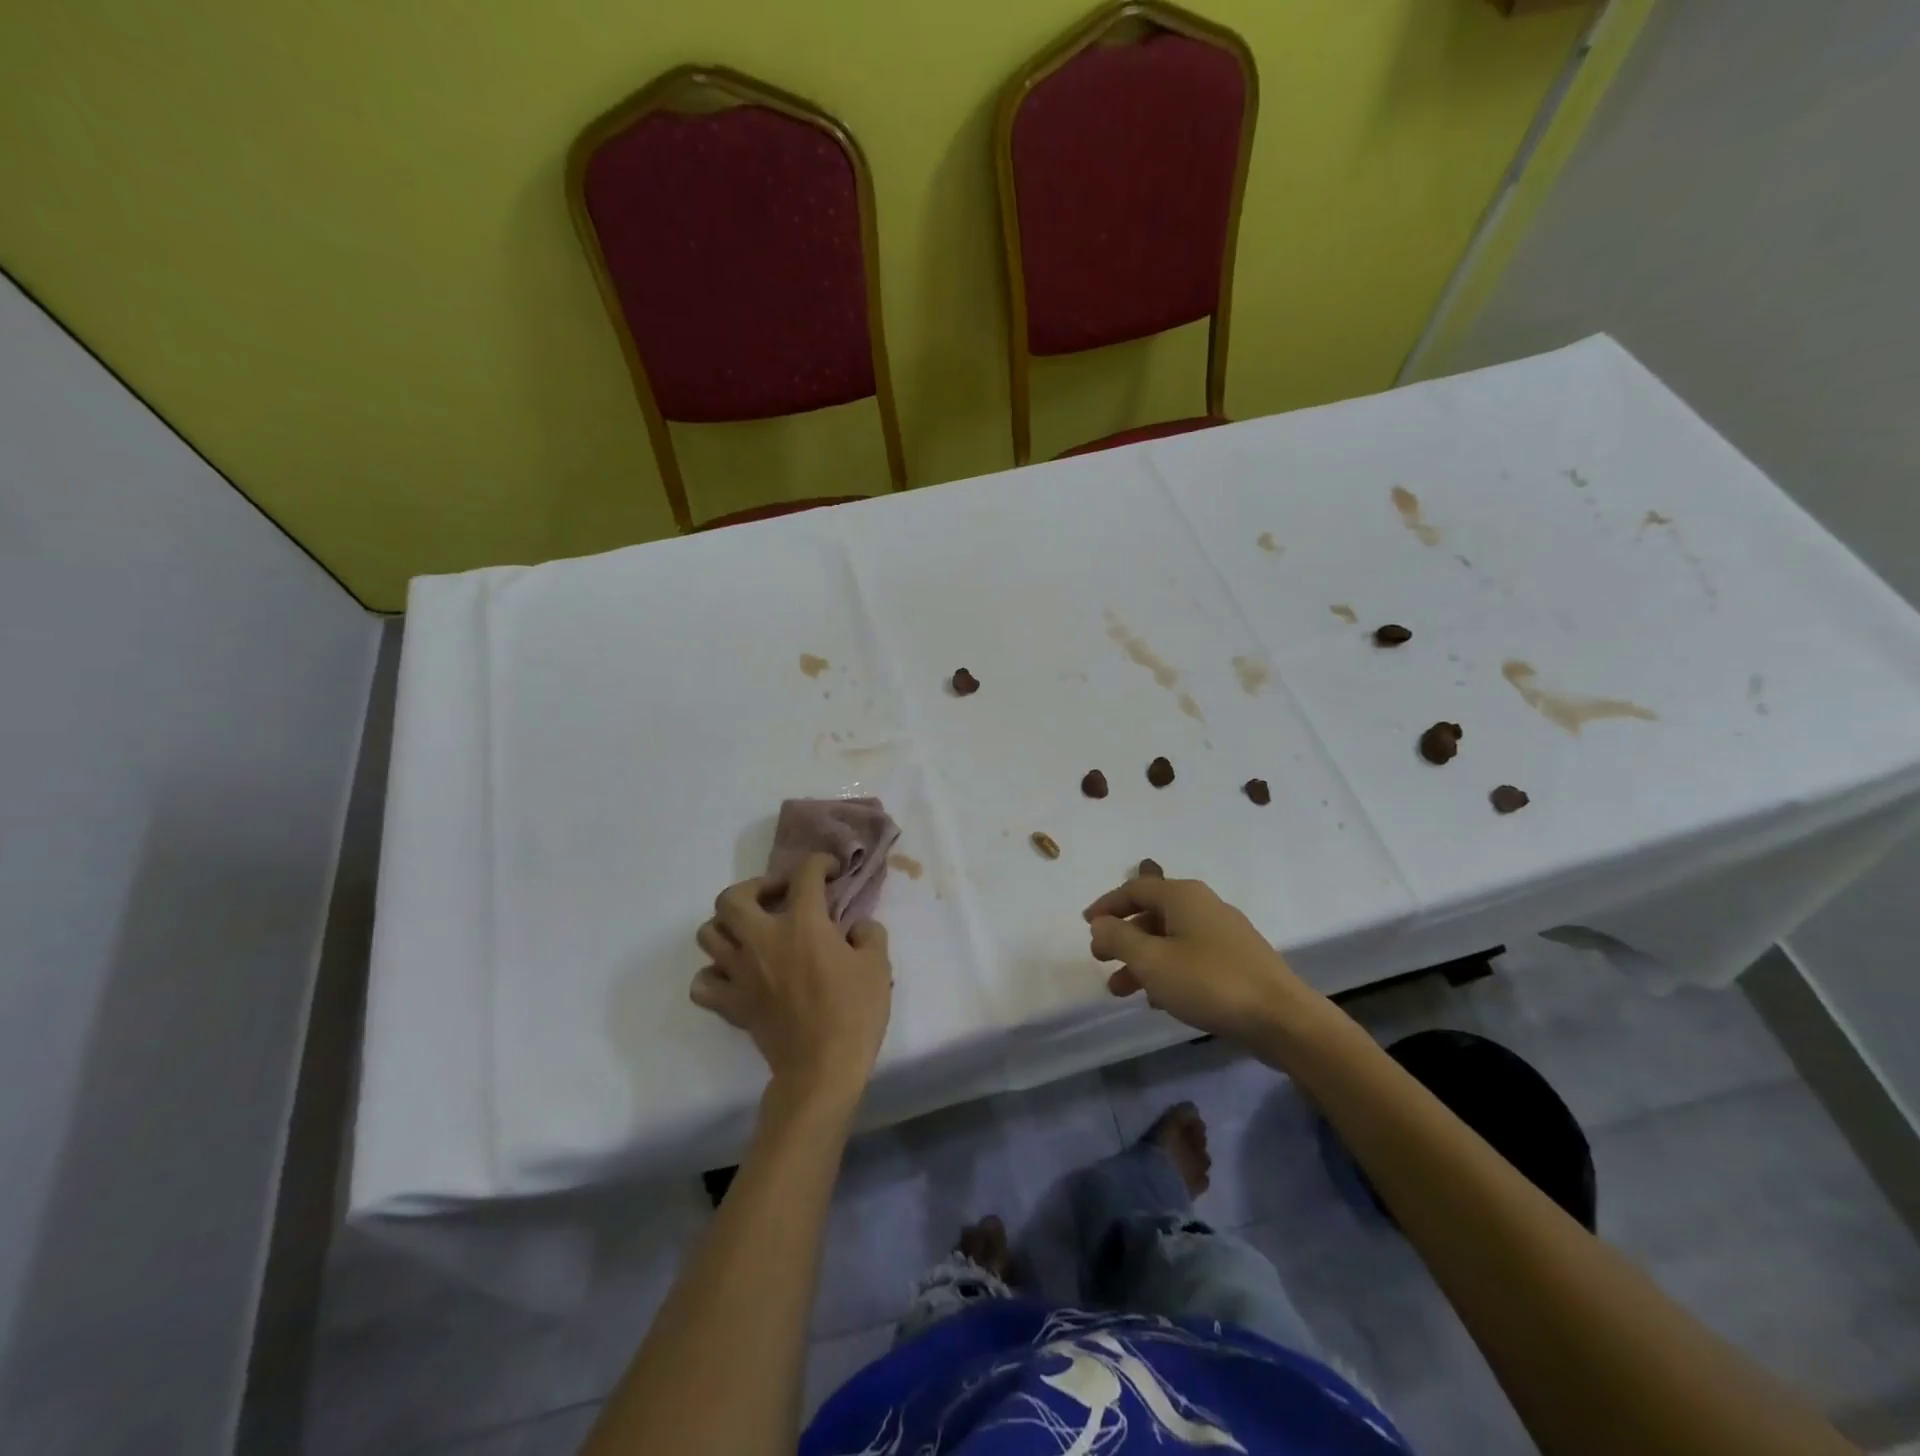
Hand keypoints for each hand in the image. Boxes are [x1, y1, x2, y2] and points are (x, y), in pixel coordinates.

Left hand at [691, 853, 891, 1107]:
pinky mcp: (730, 1003)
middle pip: (733, 896)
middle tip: (778, 897)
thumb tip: (856, 927)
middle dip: (755, 887)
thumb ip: (868, 934)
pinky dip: (712, 974)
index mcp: (802, 923)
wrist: (822, 1069)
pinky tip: (734, 974)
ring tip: (752, 931)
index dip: (820, 863)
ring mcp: (739, 972)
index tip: (831, 871)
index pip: (805, 874)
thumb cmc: (854, 1012)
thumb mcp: (878, 965)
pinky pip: (702, 982)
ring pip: (708, 933)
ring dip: (728, 925)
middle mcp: (762, 939)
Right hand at [1084, 875, 1320, 1041]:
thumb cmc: (1209, 982)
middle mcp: (1204, 906)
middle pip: (1152, 913)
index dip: (1107, 905)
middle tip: (1100, 958)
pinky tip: (1158, 1000)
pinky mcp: (1238, 961)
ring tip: (1120, 990)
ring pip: (1170, 939)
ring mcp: (1224, 934)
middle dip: (1122, 936)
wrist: (1282, 1019)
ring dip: (1141, 960)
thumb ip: (1119, 938)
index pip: (1135, 888)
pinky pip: (1190, 957)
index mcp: (1183, 896)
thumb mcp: (1152, 961)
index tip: (1086, 924)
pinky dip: (1167, 971)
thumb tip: (1100, 923)